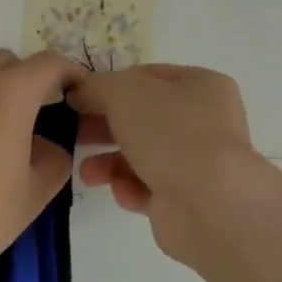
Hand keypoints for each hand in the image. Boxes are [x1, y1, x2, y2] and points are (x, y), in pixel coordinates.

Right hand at [68, 64, 258, 265]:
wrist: (208, 204)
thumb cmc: (171, 134)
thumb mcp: (125, 93)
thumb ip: (97, 86)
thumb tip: (80, 92)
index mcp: (201, 86)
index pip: (148, 77)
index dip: (111, 85)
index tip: (78, 98)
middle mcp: (204, 122)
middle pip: (142, 119)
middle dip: (104, 127)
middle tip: (73, 134)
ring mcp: (198, 163)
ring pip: (141, 156)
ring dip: (109, 163)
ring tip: (89, 174)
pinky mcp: (186, 200)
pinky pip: (148, 189)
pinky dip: (131, 190)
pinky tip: (124, 193)